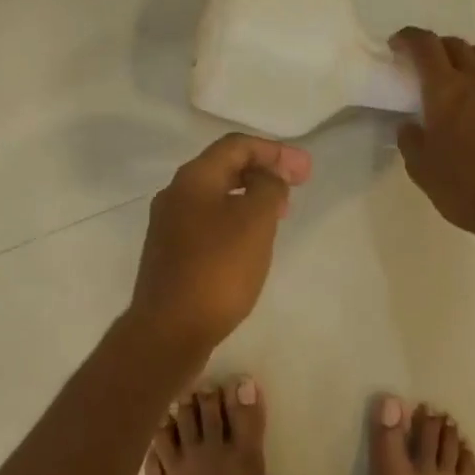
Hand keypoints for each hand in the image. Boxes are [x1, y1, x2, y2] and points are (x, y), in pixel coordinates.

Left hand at [128, 133, 312, 354]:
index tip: (306, 171)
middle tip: (296, 189)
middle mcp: (175, 195)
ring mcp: (168, 227)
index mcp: (193, 179)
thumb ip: (268, 188)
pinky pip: (208, 224)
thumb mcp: (255, 221)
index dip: (275, 151)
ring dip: (250, 198)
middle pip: (224, 168)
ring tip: (278, 215)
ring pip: (216, 198)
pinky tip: (250, 243)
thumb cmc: (218, 270)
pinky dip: (234, 221)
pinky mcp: (170, 255)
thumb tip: (268, 177)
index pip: (236, 145)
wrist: (170, 329)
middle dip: (263, 172)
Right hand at [390, 28, 474, 248]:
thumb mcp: (423, 171)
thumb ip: (411, 141)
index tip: (398, 45)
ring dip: (467, 59)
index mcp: (446, 92)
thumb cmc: (466, 189)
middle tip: (426, 66)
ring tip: (460, 78)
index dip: (408, 38)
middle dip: (437, 48)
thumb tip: (409, 125)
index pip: (425, 46)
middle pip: (456, 46)